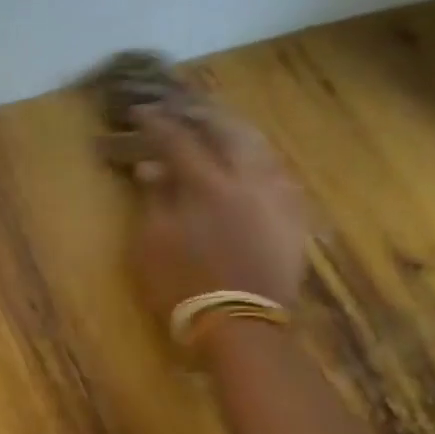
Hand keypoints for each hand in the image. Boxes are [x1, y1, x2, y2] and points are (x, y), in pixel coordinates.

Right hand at [124, 102, 307, 320]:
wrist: (238, 325)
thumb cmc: (183, 286)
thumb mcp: (152, 245)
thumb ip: (154, 200)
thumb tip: (150, 168)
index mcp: (207, 185)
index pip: (179, 141)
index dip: (158, 124)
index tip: (141, 113)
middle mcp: (247, 180)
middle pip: (228, 131)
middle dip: (203, 115)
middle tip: (183, 108)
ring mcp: (276, 196)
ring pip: (260, 147)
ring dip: (235, 130)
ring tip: (219, 125)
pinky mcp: (293, 215)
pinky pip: (279, 173)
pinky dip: (260, 159)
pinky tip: (253, 160)